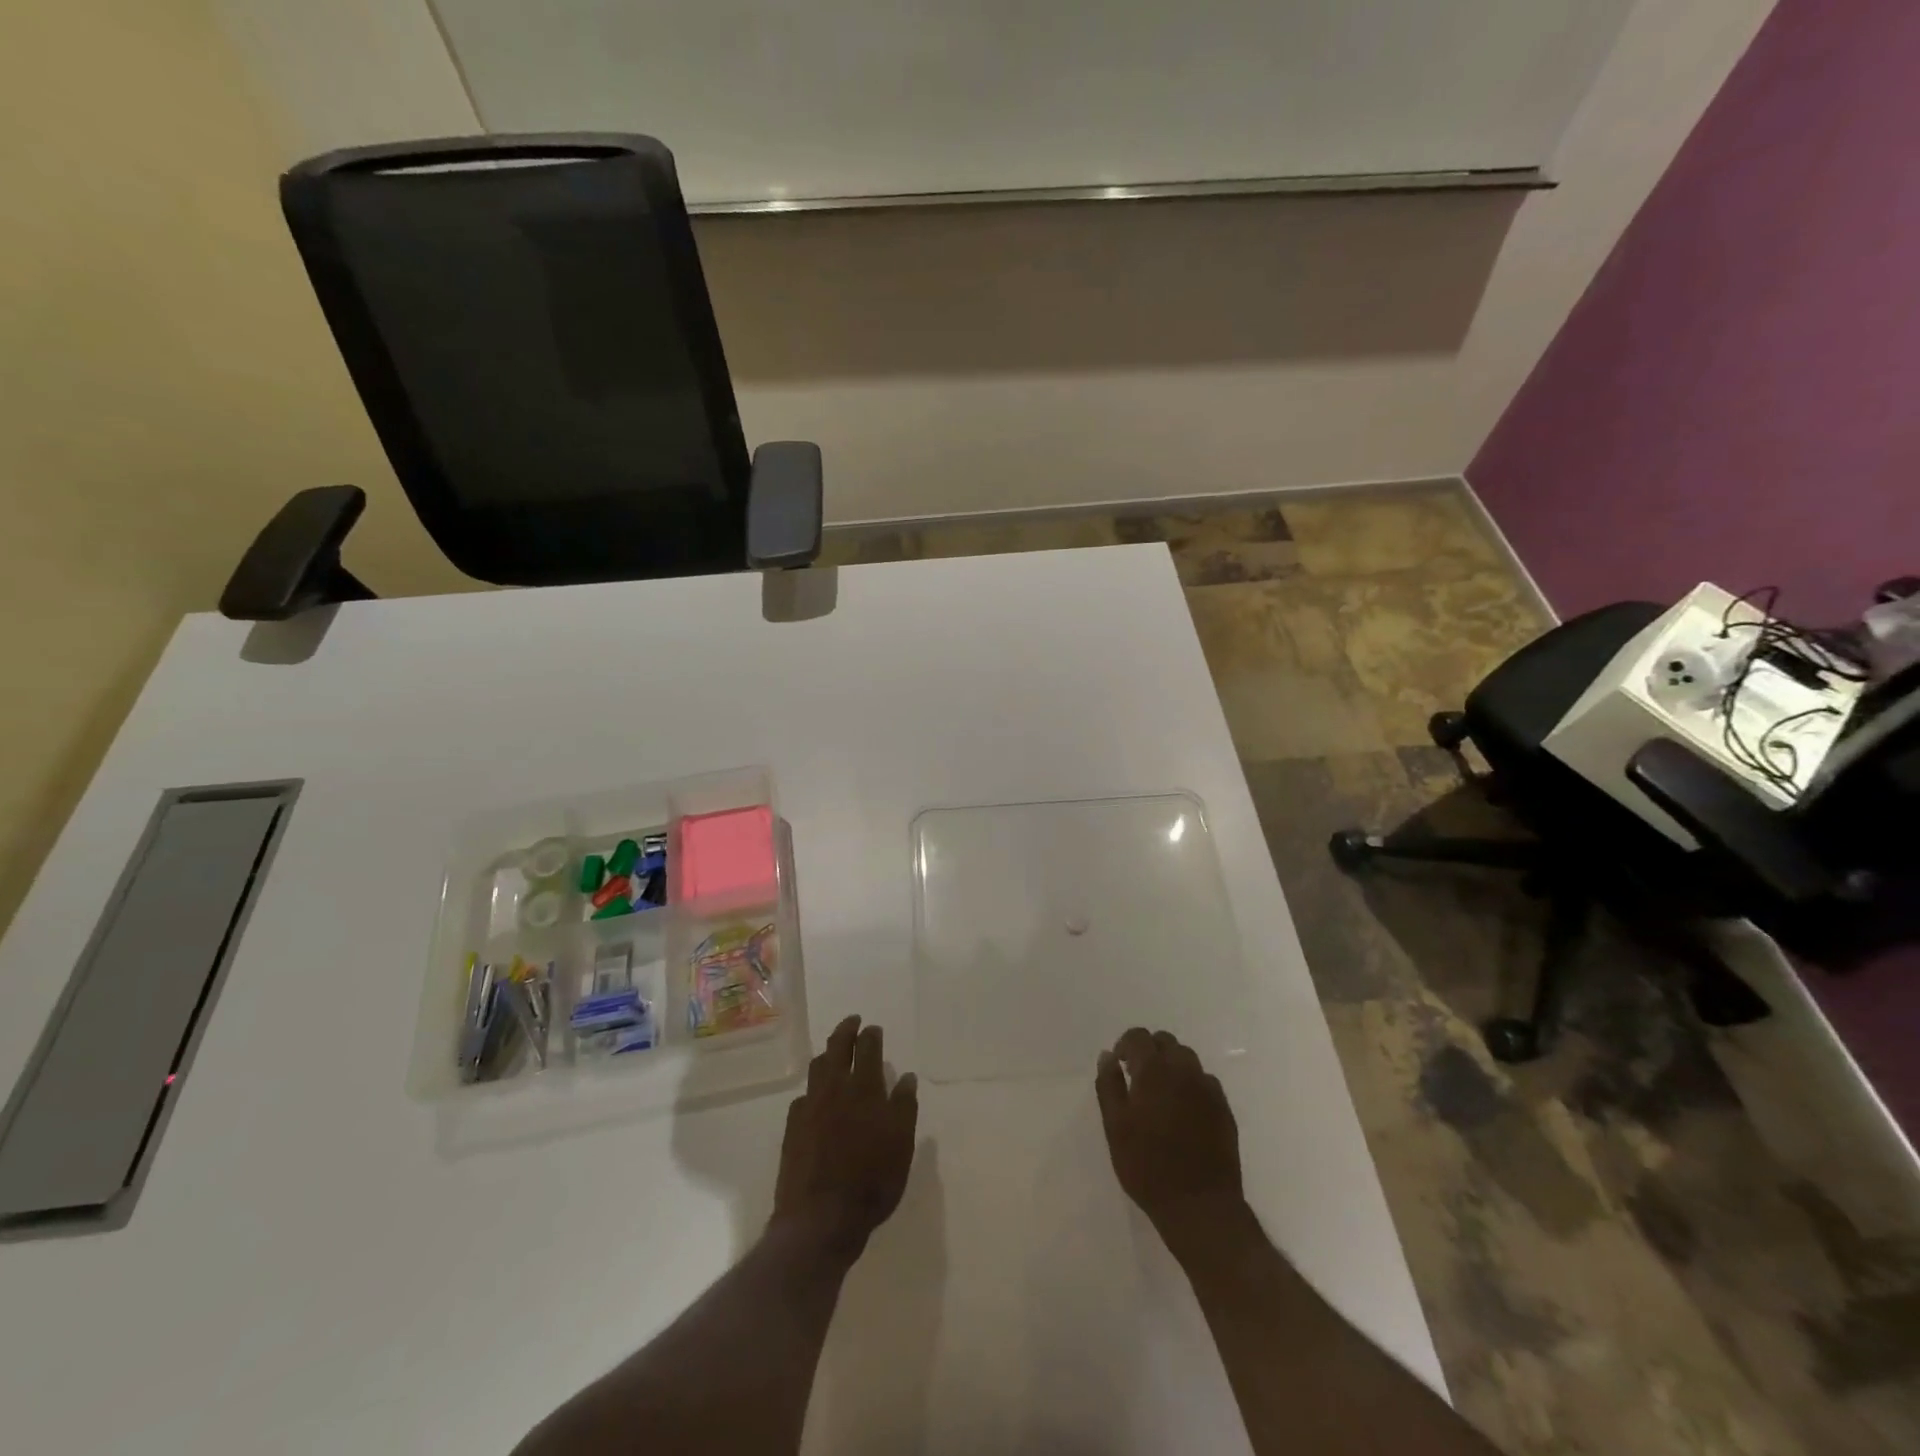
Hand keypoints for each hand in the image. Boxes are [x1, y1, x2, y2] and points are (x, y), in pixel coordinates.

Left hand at [771, 1015, 918, 1262]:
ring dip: (826, 1054)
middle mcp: (834, 1088)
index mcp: (863, 1088)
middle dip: (845, 1030)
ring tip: (833, 1052)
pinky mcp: (792, 1128)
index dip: (870, 1034)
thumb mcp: (901, 1145)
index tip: (872, 1028)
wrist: (820, 1219)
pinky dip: (813, 1089)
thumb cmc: (871, 1181)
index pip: (866, 1047)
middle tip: (852, 1021)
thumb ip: (904, 1107)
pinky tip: (816, 1098)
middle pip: (837, 1047)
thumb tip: (906, 1077)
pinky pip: (803, 1097)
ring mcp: (809, 1106)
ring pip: (816, 1068)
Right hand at [1096, 1027, 1244, 1245]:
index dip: (1126, 1045)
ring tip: (1160, 1094)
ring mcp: (1208, 1088)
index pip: (1139, 1037)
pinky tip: (1183, 1111)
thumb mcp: (1115, 1127)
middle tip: (1137, 1078)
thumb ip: (1109, 1085)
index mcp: (1154, 1070)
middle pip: (1166, 1042)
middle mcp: (1184, 1070)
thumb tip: (1108, 1055)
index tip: (1119, 1065)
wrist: (1200, 1206)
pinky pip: (1204, 1081)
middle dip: (1149, 1052)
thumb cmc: (1147, 1166)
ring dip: (1171, 1065)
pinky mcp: (1224, 1108)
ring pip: (1187, 1059)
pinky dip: (1191, 1084)